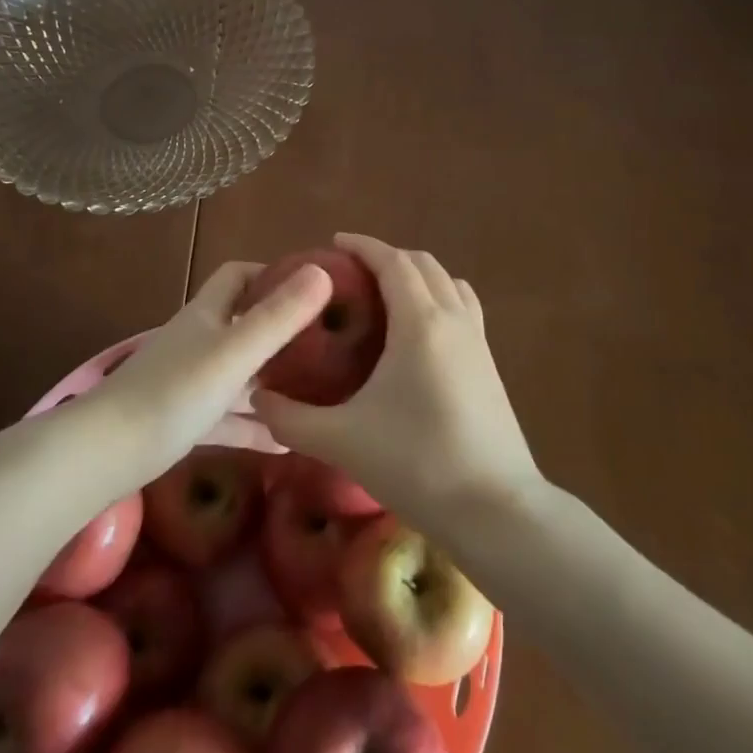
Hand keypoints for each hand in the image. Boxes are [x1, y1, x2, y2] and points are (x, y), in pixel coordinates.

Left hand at [92, 259, 332, 478]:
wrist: (107, 453)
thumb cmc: (174, 392)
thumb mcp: (235, 352)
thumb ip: (279, 316)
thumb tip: (324, 271)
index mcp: (208, 314)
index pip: (239, 276)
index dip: (272, 273)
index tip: (312, 288)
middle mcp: (199, 341)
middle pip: (243, 323)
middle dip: (282, 329)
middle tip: (326, 345)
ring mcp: (190, 382)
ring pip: (240, 373)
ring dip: (273, 381)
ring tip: (318, 393)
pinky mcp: (186, 421)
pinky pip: (229, 418)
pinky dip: (255, 426)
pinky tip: (287, 443)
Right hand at [250, 234, 545, 524]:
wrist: (496, 509)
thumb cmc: (416, 463)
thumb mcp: (341, 440)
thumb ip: (290, 418)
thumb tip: (257, 397)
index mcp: (419, 322)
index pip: (391, 261)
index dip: (362, 245)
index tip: (333, 243)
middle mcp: (453, 318)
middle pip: (422, 264)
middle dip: (386, 257)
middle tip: (351, 273)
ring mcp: (478, 341)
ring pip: (448, 283)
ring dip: (417, 275)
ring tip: (386, 295)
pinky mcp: (490, 365)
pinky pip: (464, 309)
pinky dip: (439, 299)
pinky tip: (419, 334)